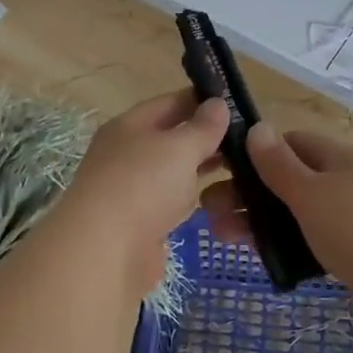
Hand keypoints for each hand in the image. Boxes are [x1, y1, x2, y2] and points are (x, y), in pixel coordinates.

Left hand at [54, 92, 229, 296]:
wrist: (105, 252)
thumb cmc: (142, 185)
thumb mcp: (179, 147)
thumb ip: (202, 127)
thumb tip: (217, 104)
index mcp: (129, 126)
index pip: (169, 103)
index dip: (200, 100)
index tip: (235, 103)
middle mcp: (126, 153)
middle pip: (170, 137)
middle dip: (205, 137)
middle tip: (247, 139)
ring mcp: (130, 189)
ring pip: (172, 171)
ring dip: (200, 168)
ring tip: (241, 167)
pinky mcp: (139, 223)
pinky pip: (171, 201)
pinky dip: (190, 197)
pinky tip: (215, 199)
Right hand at [200, 125, 352, 330]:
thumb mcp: (310, 191)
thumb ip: (279, 164)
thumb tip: (256, 127)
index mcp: (337, 157)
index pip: (289, 143)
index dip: (254, 153)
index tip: (221, 170)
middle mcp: (345, 182)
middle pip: (289, 179)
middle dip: (249, 193)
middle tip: (209, 212)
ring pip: (297, 213)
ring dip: (262, 222)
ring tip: (224, 238)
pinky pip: (311, 241)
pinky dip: (287, 245)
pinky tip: (263, 258)